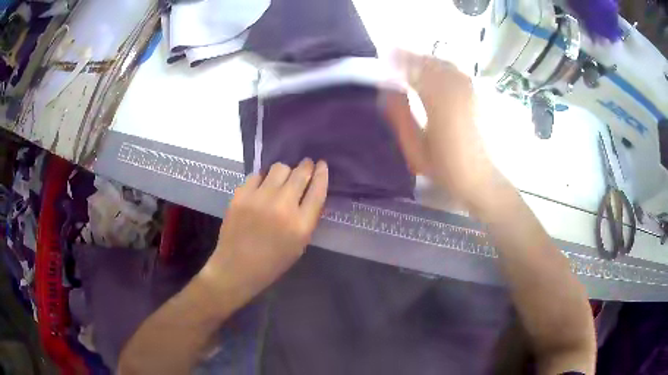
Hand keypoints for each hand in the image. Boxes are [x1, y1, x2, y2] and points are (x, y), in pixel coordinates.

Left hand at [203, 159, 328, 301]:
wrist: (236, 268)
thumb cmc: (272, 262)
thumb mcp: (299, 245)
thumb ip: (307, 218)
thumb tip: (311, 191)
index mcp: (300, 225)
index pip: (318, 190)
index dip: (322, 174)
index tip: (322, 165)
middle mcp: (282, 207)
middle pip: (300, 173)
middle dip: (306, 166)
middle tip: (305, 165)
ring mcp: (259, 199)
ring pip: (279, 168)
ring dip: (285, 172)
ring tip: (281, 180)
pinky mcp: (240, 195)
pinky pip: (257, 175)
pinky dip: (263, 179)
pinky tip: (262, 188)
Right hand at [385, 51, 504, 211]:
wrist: (481, 178)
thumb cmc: (446, 168)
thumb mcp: (415, 149)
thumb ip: (399, 116)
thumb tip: (387, 89)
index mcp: (438, 103)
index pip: (414, 70)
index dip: (398, 60)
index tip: (383, 54)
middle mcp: (456, 90)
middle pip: (430, 62)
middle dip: (411, 57)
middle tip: (394, 59)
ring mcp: (470, 90)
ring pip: (444, 64)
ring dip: (426, 61)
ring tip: (412, 65)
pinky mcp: (478, 94)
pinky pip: (456, 72)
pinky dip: (441, 67)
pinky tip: (435, 74)